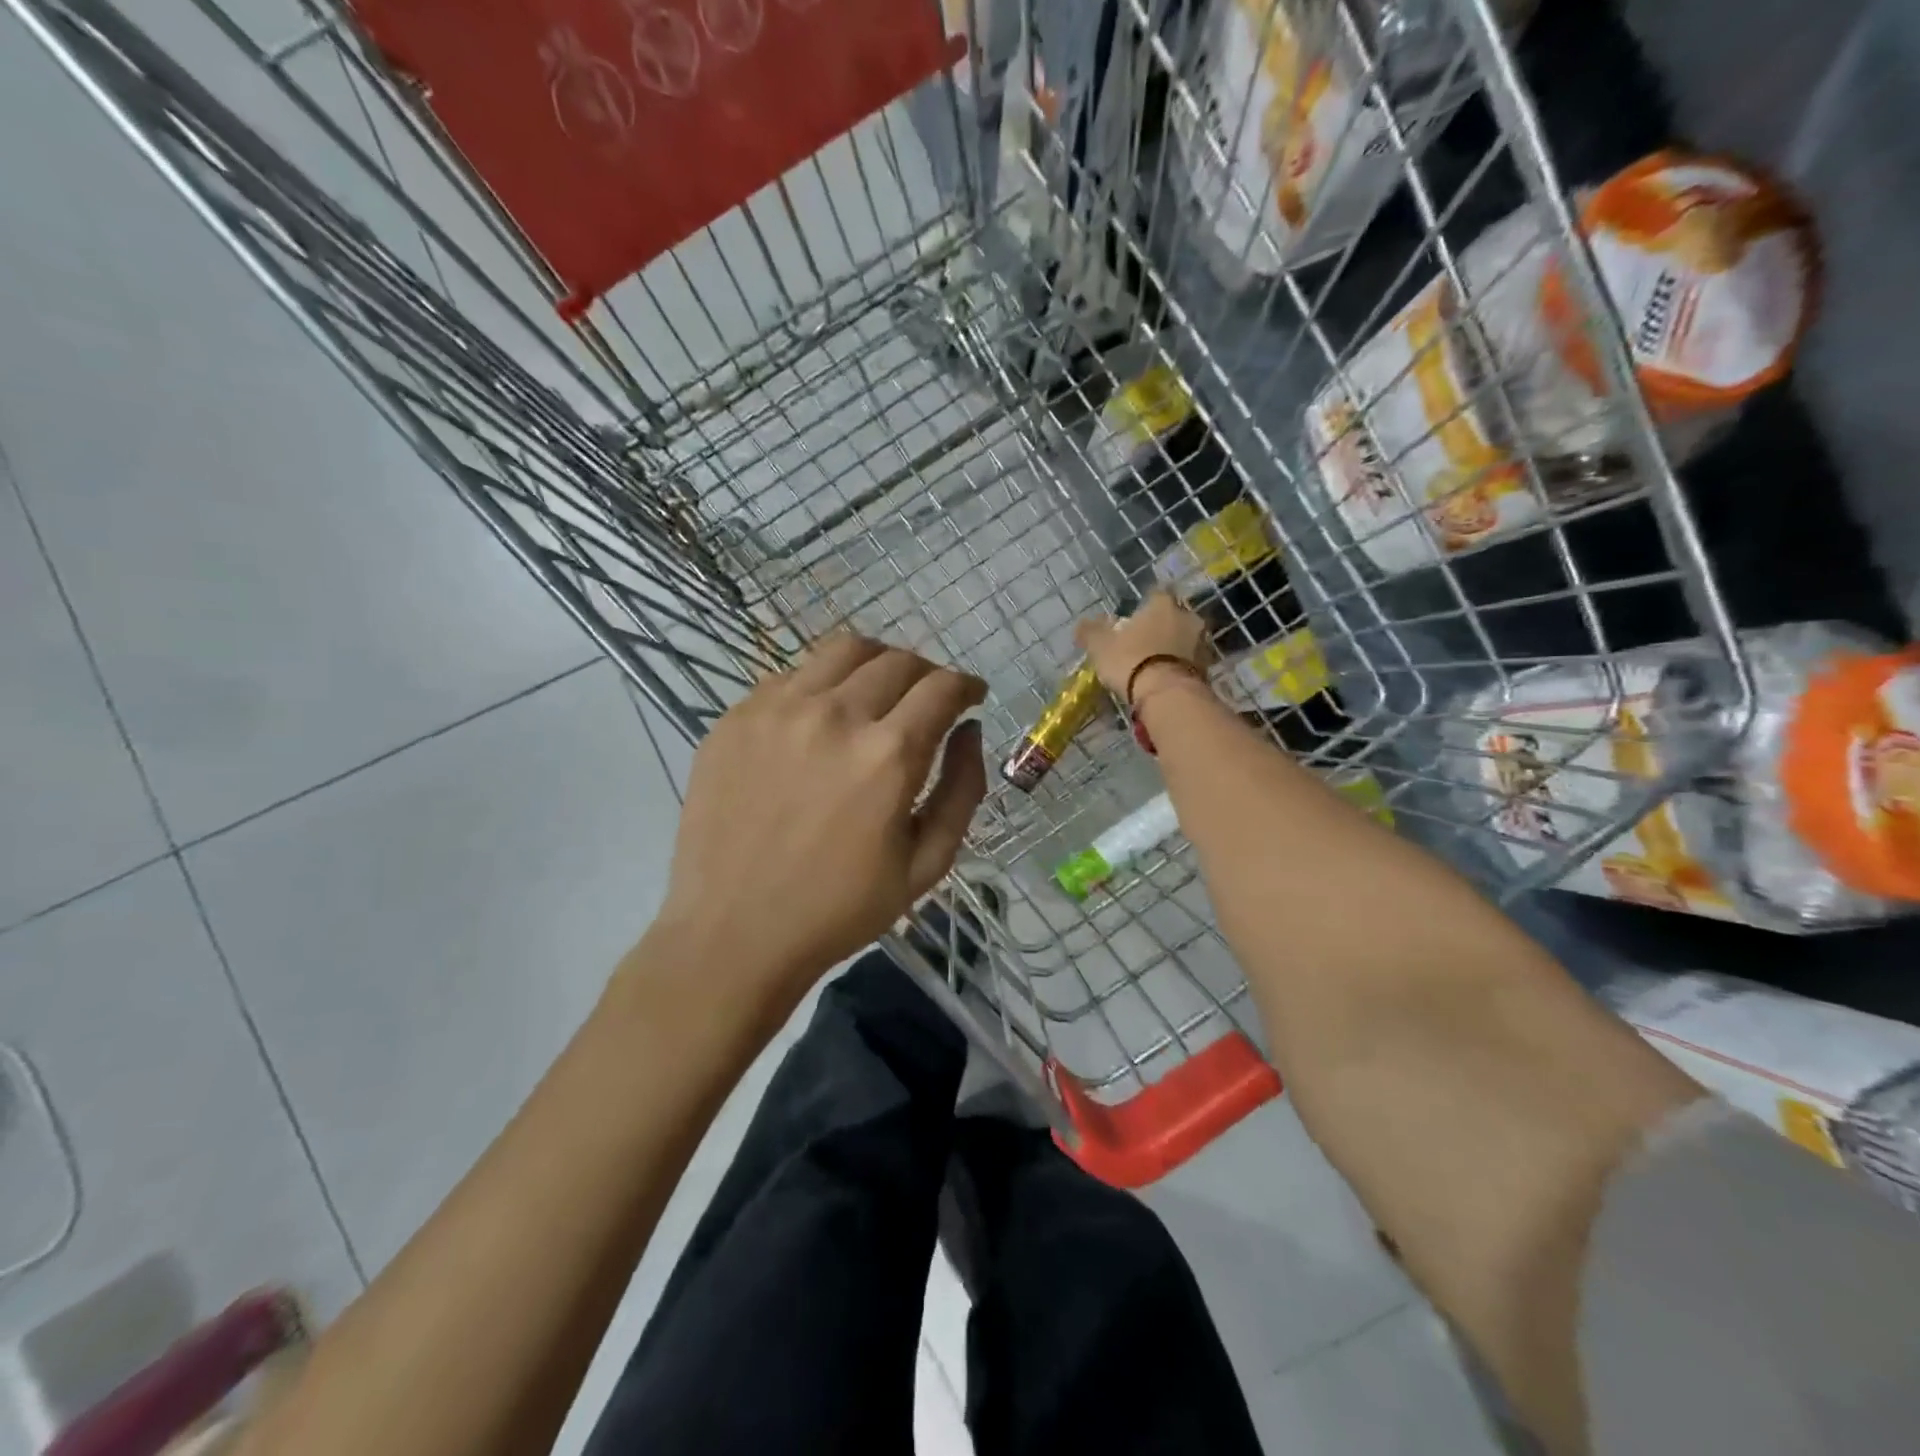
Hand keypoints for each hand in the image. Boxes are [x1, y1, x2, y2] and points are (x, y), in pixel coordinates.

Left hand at [652, 635, 987, 1015]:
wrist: (734, 933)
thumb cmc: (840, 909)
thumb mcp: (927, 864)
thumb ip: (962, 789)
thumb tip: (969, 730)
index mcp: (888, 754)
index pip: (942, 687)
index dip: (966, 685)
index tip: (970, 696)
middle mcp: (834, 715)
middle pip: (897, 660)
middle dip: (926, 674)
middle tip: (927, 700)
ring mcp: (778, 710)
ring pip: (842, 650)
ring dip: (876, 662)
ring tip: (877, 690)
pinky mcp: (736, 717)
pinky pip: (791, 675)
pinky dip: (822, 683)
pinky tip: (821, 717)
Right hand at [1074, 591, 1212, 704]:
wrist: (1166, 694)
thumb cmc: (1131, 660)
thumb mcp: (1101, 646)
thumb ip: (1091, 631)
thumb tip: (1082, 624)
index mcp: (1162, 604)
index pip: (1157, 594)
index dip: (1146, 605)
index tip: (1136, 618)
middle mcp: (1187, 616)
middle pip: (1175, 616)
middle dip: (1163, 626)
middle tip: (1146, 641)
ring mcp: (1201, 642)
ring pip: (1186, 638)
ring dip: (1174, 646)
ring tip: (1157, 663)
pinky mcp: (1208, 667)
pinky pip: (1191, 661)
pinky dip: (1181, 665)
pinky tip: (1167, 677)